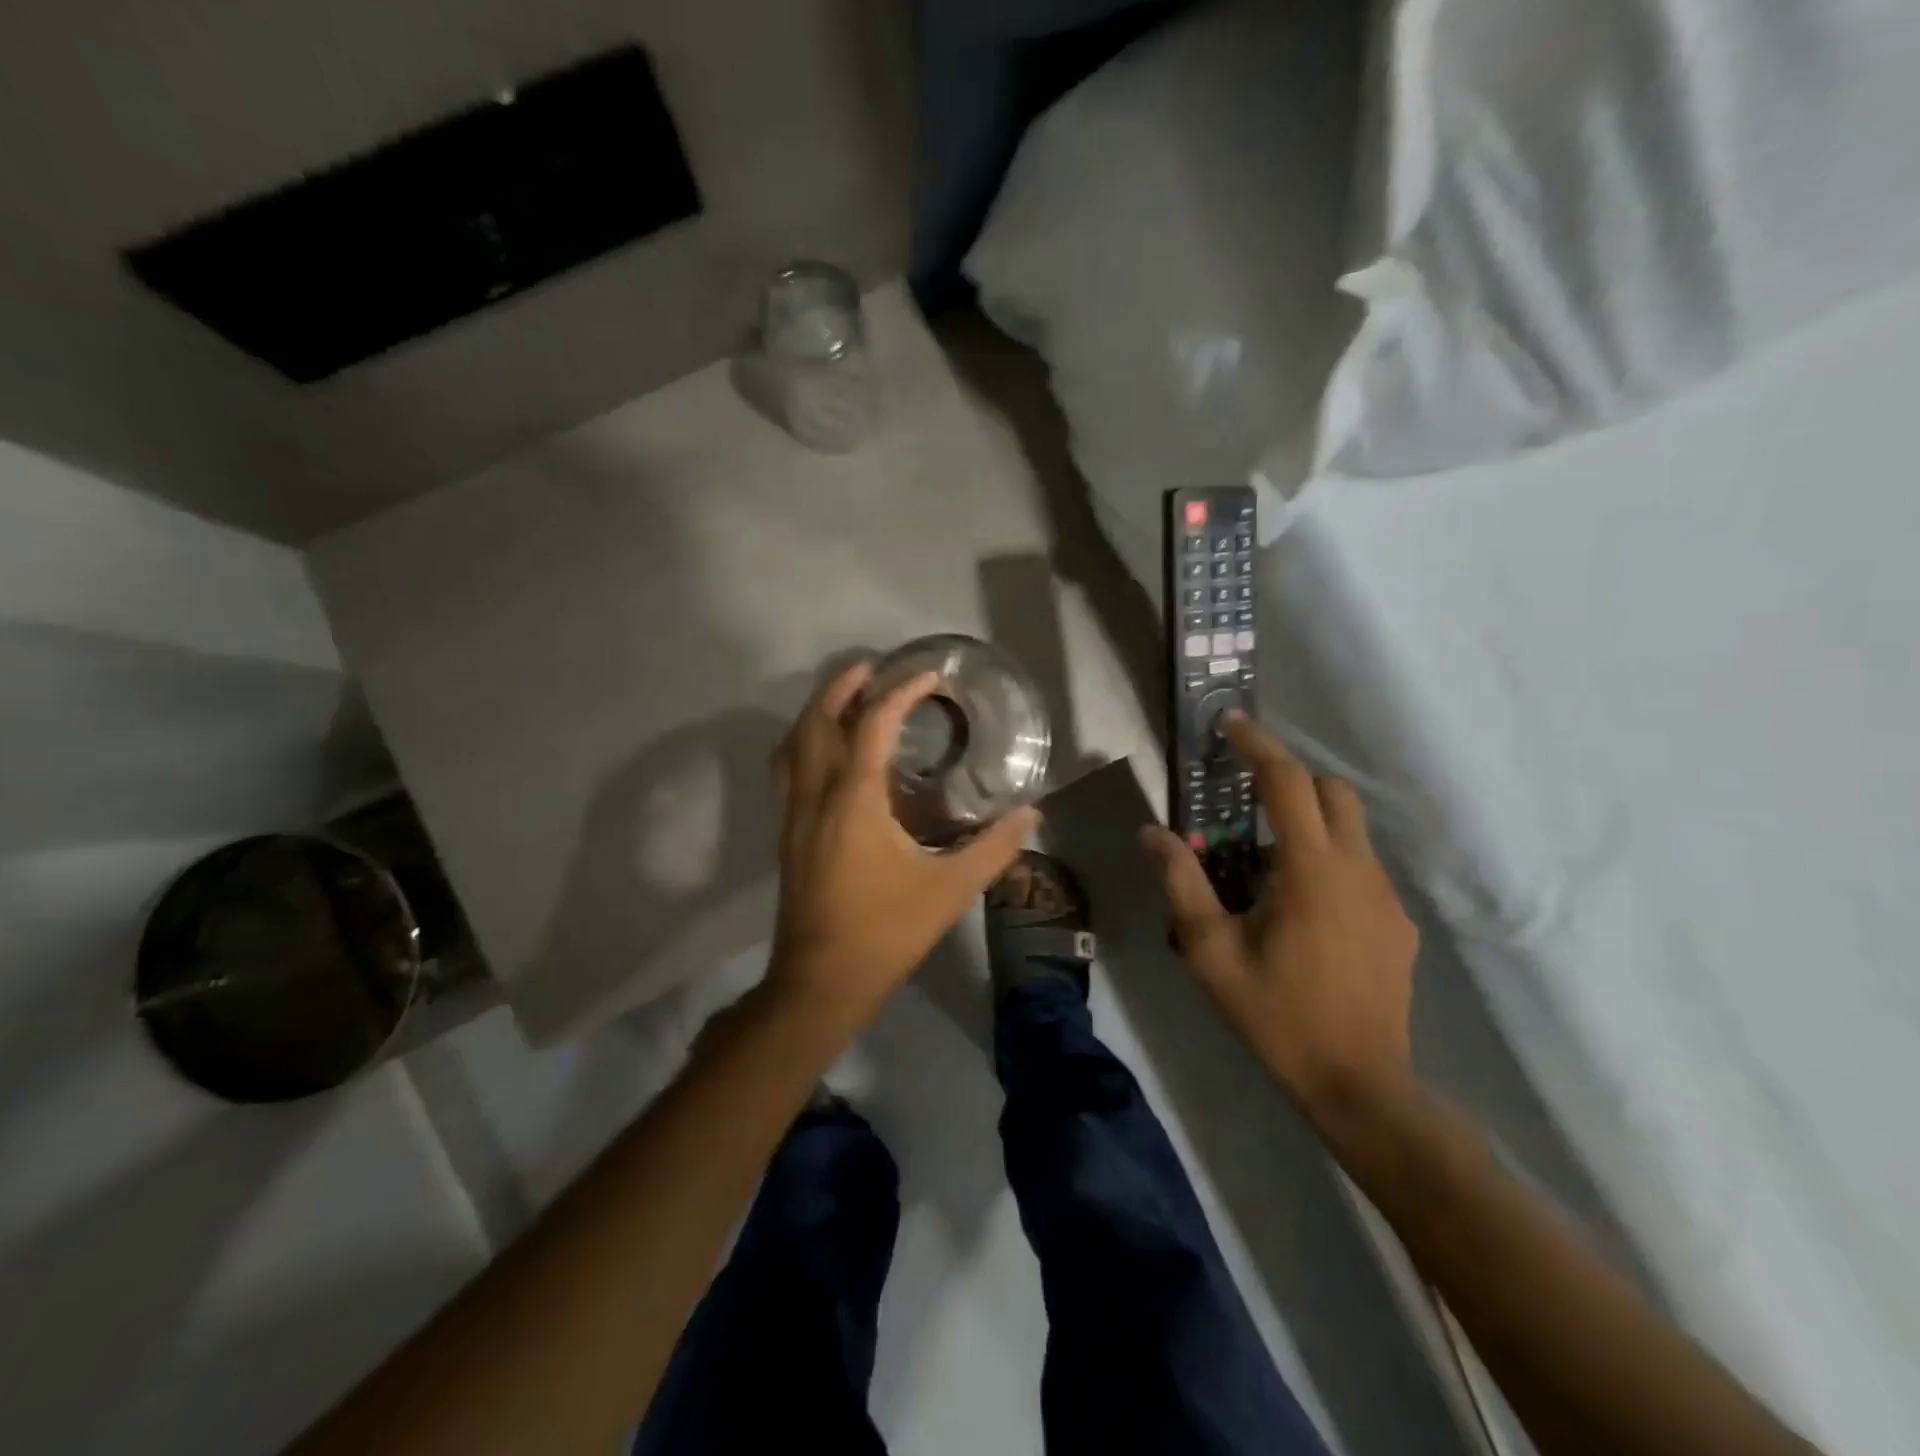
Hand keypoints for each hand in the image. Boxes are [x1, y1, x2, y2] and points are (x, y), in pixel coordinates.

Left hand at [767, 660, 1038, 1028]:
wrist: (822, 981)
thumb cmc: (886, 931)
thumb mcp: (949, 891)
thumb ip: (993, 849)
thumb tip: (1032, 816)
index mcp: (854, 802)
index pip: (873, 727)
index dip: (900, 694)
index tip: (928, 677)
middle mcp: (815, 797)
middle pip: (816, 722)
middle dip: (841, 686)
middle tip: (871, 666)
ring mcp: (793, 816)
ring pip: (792, 745)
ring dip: (816, 712)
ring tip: (846, 697)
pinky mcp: (787, 834)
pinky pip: (786, 771)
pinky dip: (804, 744)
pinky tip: (827, 753)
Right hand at [1141, 710, 1418, 1120]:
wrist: (1359, 1083)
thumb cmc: (1276, 1014)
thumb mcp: (1211, 951)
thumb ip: (1181, 884)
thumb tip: (1152, 834)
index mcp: (1311, 871)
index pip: (1286, 783)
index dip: (1258, 745)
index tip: (1230, 723)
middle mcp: (1358, 870)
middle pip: (1331, 791)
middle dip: (1288, 778)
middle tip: (1244, 796)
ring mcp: (1385, 897)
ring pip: (1350, 829)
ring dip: (1307, 821)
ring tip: (1262, 860)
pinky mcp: (1398, 922)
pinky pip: (1360, 867)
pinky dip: (1327, 859)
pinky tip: (1299, 907)